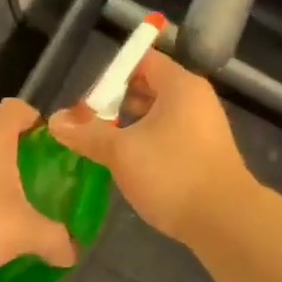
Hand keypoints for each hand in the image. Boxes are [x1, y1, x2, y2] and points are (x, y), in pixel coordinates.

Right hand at [48, 49, 253, 243]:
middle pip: (151, 85)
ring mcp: (204, 124)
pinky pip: (172, 132)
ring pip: (161, 112)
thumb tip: (55, 121)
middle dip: (119, 101)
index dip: (113, 74)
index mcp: (180, 85)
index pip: (143, 61)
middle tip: (91, 123)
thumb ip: (88, 134)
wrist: (225, 220)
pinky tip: (132, 163)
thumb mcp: (122, 152)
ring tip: (105, 144)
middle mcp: (195, 97)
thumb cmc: (172, 173)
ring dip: (133, 124)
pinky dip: (150, 139)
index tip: (89, 98)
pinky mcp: (207, 149)